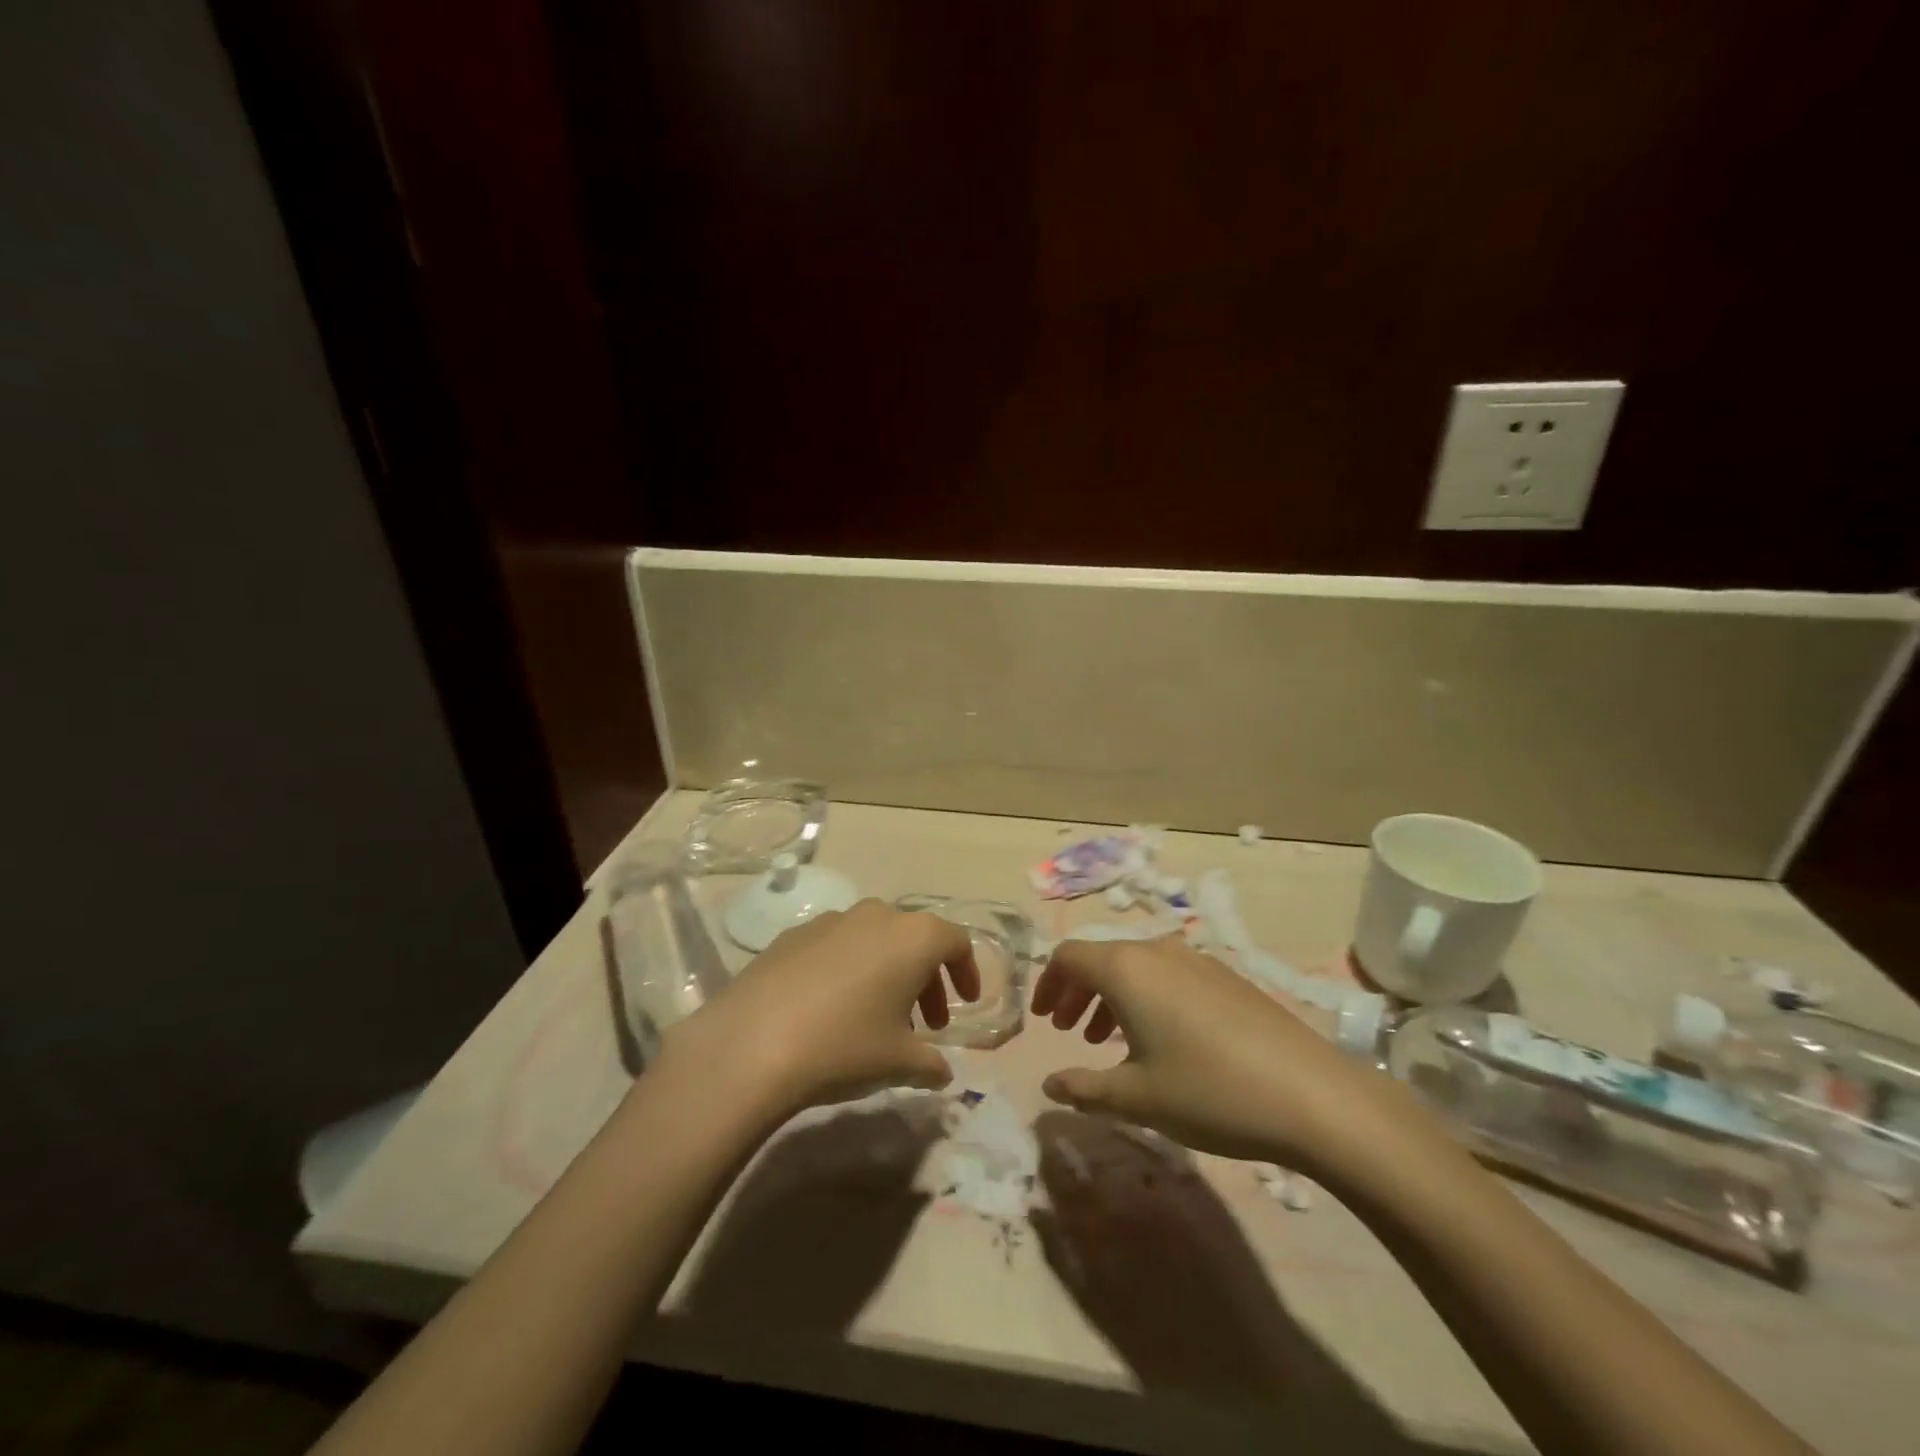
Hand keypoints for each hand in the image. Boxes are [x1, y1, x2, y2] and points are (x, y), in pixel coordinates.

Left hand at [652, 899, 979, 1116]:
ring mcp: (830, 920)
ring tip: (878, 1018)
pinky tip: (831, 1009)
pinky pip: (836, 946)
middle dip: (927, 978)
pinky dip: (849, 969)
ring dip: (887, 973)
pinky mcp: (793, 935)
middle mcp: (875, 915)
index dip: (966, 971)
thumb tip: (941, 1071)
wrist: (751, 1043)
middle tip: (927, 1024)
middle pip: (914, 939)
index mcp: (912, 936)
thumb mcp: (899, 1063)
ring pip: (874, 940)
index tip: (966, 1003)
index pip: (955, 941)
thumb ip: (931, 1064)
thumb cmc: (844, 1046)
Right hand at [1032, 935, 1399, 1174]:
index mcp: (1126, 969)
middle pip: (1101, 958)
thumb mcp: (1137, 1097)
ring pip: (1136, 967)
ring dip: (1110, 996)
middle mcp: (1158, 951)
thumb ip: (1084, 1088)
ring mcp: (1196, 960)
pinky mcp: (1226, 977)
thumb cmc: (1208, 1091)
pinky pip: (1168, 975)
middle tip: (1066, 1031)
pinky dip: (1145, 998)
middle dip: (1076, 992)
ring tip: (1105, 1039)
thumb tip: (1049, 1085)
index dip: (1047, 984)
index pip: (1069, 957)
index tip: (1041, 1019)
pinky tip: (1160, 1040)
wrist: (1312, 1094)